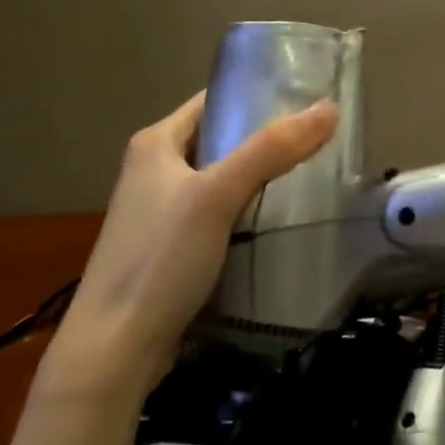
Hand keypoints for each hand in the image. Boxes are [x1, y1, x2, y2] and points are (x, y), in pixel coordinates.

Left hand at [51, 92, 338, 386]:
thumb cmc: (160, 259)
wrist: (114, 351)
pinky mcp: (169, 247)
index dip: (256, 94)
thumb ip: (272, 150)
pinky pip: (217, 213)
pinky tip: (276, 219)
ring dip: (257, 175)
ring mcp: (159, 210)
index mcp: (155, 142)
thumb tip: (330, 108)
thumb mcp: (218, 195)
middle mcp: (153, 168)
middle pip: (220, 139)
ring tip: (309, 172)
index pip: (214, 100)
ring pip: (220, 178)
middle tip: (317, 137)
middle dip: (265, 137)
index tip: (306, 97)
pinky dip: (245, 209)